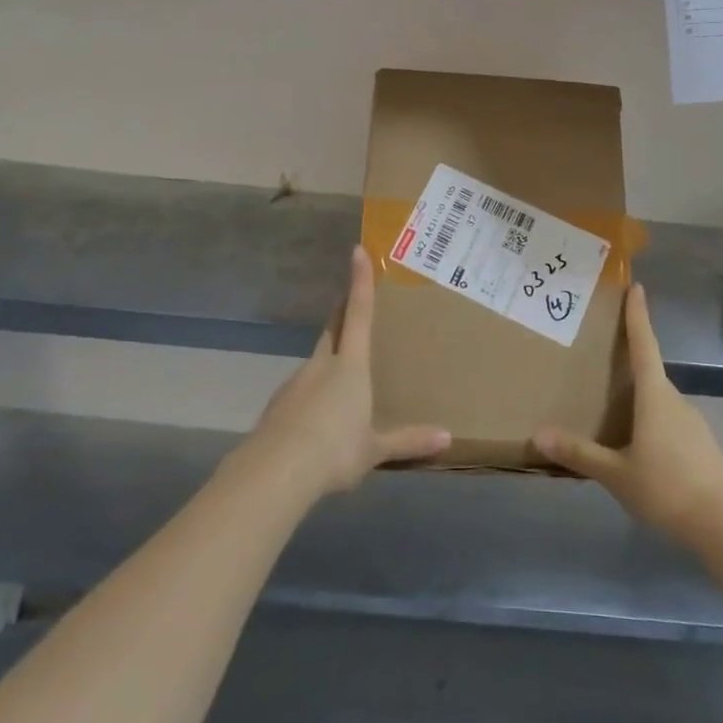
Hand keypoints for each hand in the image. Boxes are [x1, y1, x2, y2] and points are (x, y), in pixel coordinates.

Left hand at [244, 246, 450, 497]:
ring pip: (316, 362)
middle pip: (333, 329)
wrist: (275, 472)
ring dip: (328, 361)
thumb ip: (408, 440)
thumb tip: (447, 438)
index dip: (360, 282)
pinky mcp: (278, 406)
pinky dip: (312, 396)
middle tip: (351, 305)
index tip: (357, 250)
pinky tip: (317, 421)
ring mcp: (296, 383)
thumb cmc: (334, 450)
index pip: (359, 313)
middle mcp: (322, 365)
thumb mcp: (374, 449)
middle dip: (342, 313)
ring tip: (341, 381)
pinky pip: (301, 391)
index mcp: (350, 366)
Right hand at [533, 283, 722, 546]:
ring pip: (660, 401)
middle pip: (650, 372)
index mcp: (655, 396)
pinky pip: (670, 423)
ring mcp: (693, 423)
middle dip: (630, 362)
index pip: (644, 345)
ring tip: (615, 409)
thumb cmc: (667, 488)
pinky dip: (652, 423)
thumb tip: (538, 434)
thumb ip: (579, 453)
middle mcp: (676, 400)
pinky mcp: (702, 446)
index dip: (638, 315)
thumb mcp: (616, 474)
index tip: (636, 286)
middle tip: (604, 357)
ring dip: (640, 398)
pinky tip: (640, 447)